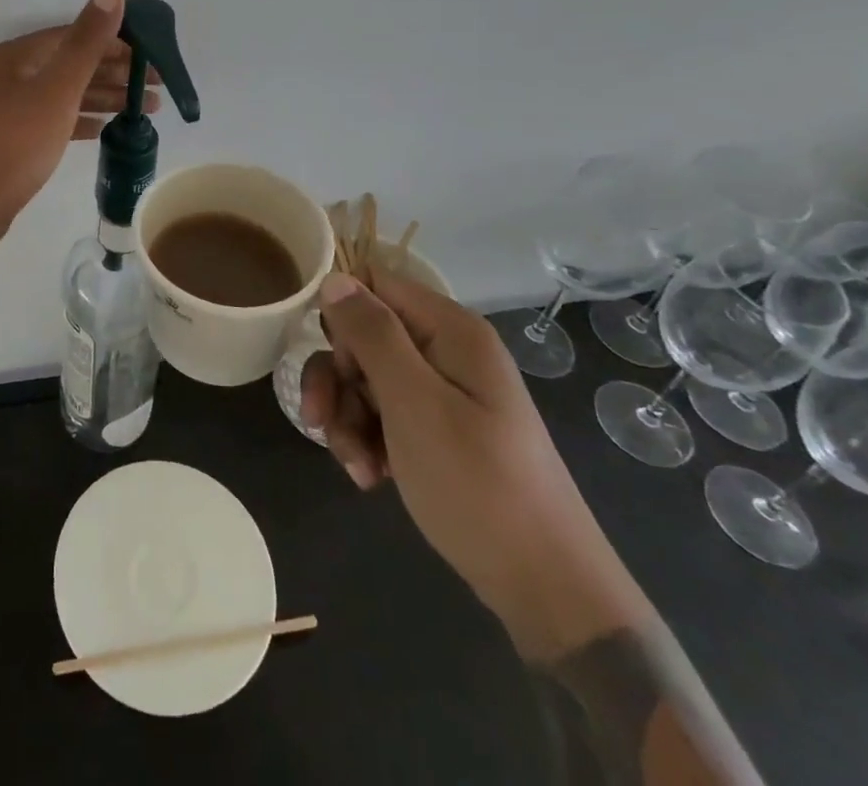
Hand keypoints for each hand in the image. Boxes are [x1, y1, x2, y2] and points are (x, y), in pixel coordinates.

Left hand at [0, 0, 159, 249]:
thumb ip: (87, 41)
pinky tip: (108, 128)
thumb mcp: (57, 88)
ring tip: (147, 107)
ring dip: (106, 96)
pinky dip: (84, 120)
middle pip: (74, 63)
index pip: (76, 35)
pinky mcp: (18, 138)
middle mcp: (15, 75)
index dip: (115, 41)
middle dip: (116, 71)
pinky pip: (59, 119)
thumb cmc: (15, 141)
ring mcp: (14, 108)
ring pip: (69, 93)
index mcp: (21, 56)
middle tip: (157, 86)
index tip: (152, 55)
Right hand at [302, 271, 652, 659]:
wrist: (545, 587)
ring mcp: (443, 392)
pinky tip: (370, 476)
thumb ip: (372, 335)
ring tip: (355, 465)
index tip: (335, 362)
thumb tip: (334, 280)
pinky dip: (367, 441)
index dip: (342, 315)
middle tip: (323, 422)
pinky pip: (383, 415)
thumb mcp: (414, 403)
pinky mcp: (438, 430)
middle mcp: (446, 351)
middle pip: (364, 336)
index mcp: (450, 329)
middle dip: (337, 379)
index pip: (375, 284)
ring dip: (346, 417)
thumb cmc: (477, 484)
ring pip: (366, 379)